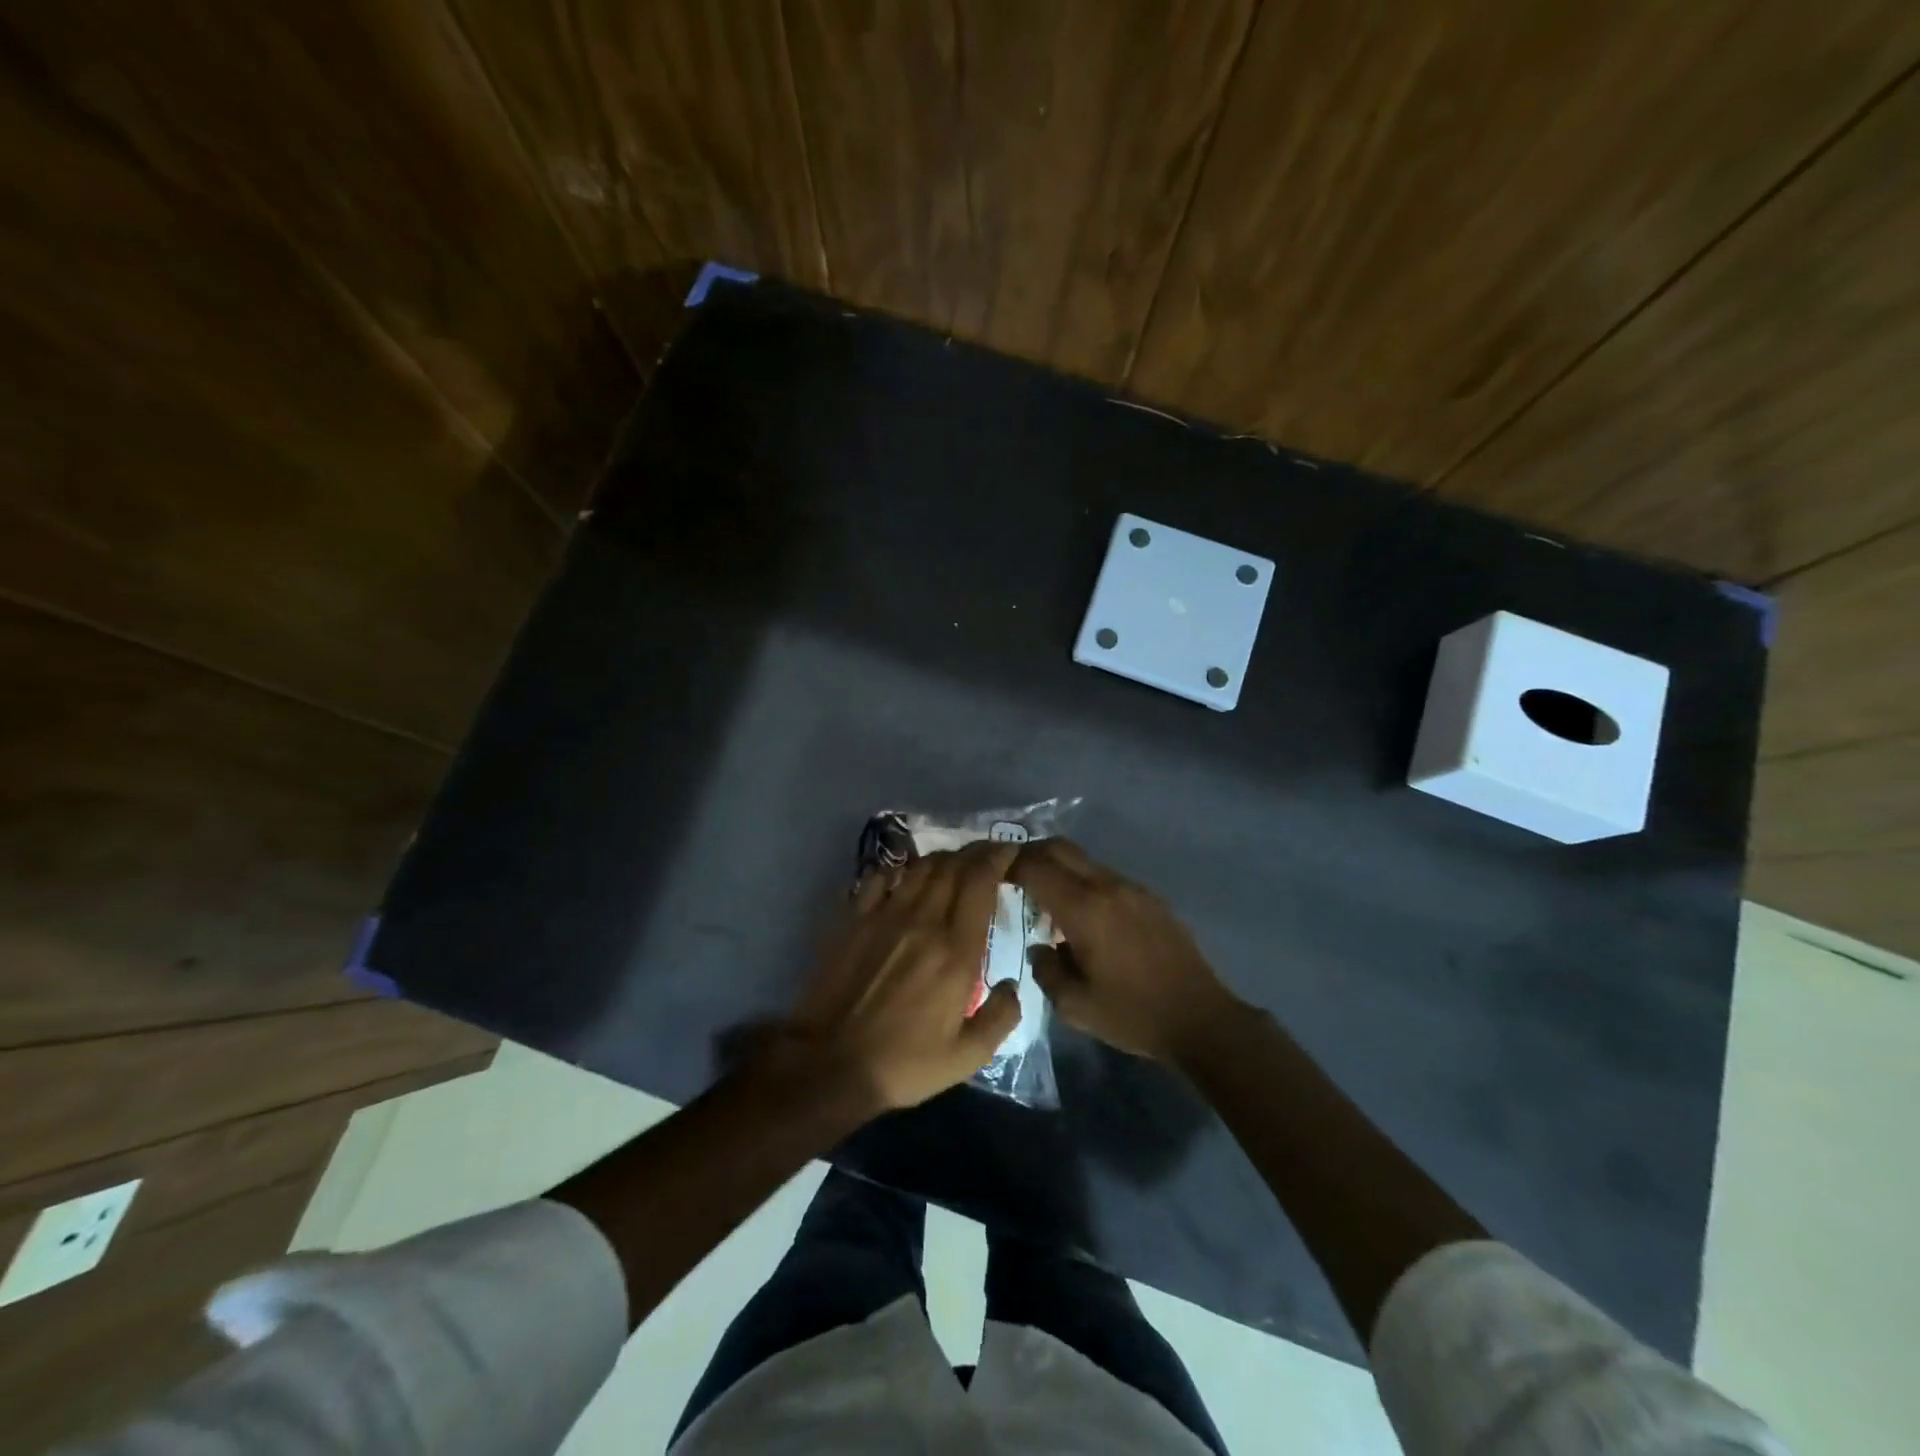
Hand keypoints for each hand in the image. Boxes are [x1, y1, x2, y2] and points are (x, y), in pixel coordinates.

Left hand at [787, 841, 1023, 1112]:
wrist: (829, 1063)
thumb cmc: (903, 1063)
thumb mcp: (966, 1057)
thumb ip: (1000, 1017)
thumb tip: (1013, 984)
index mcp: (956, 951)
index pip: (980, 882)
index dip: (997, 857)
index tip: (1009, 851)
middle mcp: (923, 921)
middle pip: (952, 866)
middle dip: (975, 852)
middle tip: (987, 854)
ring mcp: (884, 916)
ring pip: (919, 867)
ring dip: (942, 859)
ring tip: (953, 864)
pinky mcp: (854, 919)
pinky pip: (879, 877)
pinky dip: (899, 870)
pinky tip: (904, 878)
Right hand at [1010, 839, 1240, 1062]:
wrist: (1201, 1019)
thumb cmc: (1133, 1015)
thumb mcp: (1075, 1006)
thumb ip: (1046, 970)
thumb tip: (1041, 948)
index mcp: (1084, 909)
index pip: (1035, 867)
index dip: (1007, 864)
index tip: (989, 872)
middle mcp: (1107, 886)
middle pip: (1059, 848)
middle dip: (1029, 853)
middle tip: (1009, 873)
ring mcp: (1132, 888)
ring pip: (1084, 861)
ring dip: (1058, 868)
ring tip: (1044, 897)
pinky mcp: (1150, 898)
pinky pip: (1105, 877)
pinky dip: (1083, 882)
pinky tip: (1083, 915)